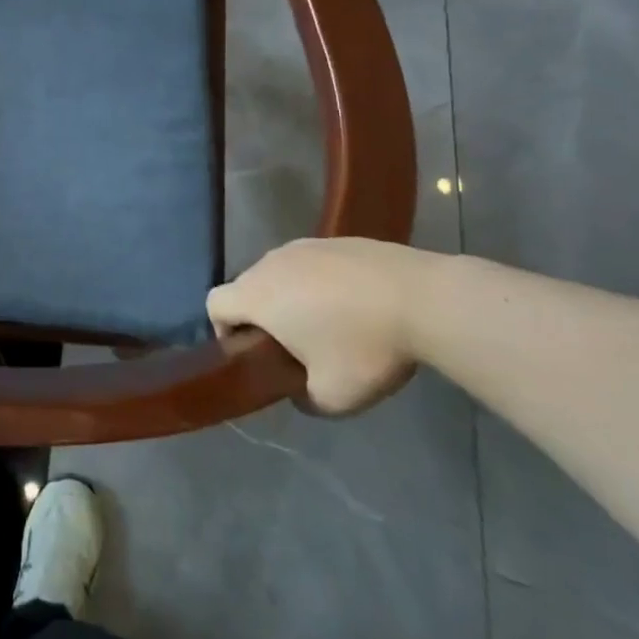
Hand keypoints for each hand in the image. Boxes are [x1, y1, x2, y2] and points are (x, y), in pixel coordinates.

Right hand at [207, 238, 442, 414]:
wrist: (425, 298)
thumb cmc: (365, 347)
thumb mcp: (332, 397)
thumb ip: (302, 398)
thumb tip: (298, 390)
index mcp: (257, 295)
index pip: (214, 304)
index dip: (223, 331)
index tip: (255, 353)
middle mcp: (271, 263)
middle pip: (247, 288)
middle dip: (262, 317)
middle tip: (296, 348)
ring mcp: (305, 245)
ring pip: (280, 274)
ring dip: (292, 298)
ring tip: (331, 326)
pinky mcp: (338, 240)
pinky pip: (312, 264)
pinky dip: (322, 284)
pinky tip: (358, 306)